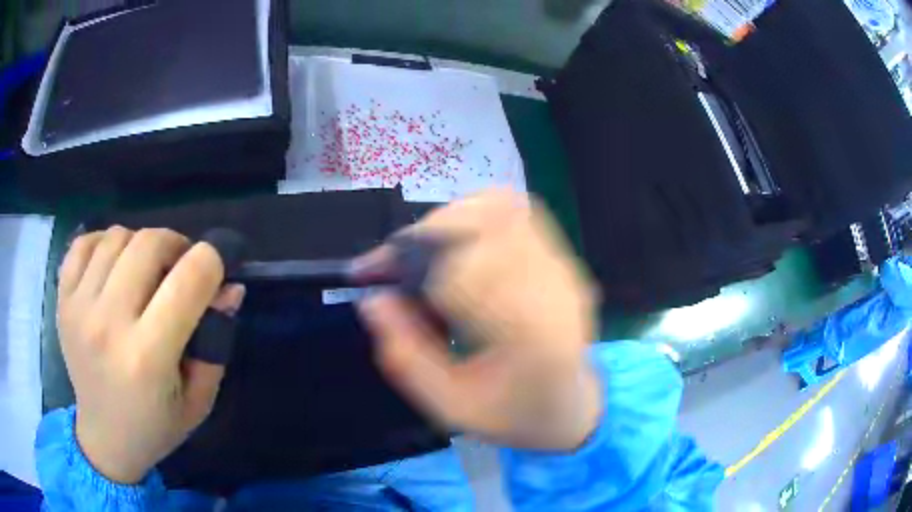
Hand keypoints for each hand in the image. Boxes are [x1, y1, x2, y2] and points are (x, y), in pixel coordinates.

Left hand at [57, 226, 244, 483]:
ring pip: (116, 237)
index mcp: (148, 357)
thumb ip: (215, 342)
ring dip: (139, 245)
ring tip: (143, 271)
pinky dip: (103, 243)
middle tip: (179, 267)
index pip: (189, 279)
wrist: (104, 439)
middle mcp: (108, 324)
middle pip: (148, 243)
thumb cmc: (156, 426)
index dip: (212, 262)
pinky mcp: (63, 299)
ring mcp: (79, 307)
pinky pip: (83, 243)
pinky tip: (112, 267)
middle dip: (176, 245)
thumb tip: (229, 288)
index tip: (215, 271)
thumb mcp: (199, 398)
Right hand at [357, 191, 601, 450]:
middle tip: (394, 264)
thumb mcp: (450, 406)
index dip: (410, 260)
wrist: (571, 406)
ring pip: (501, 208)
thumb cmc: (514, 415)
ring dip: (450, 220)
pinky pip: (517, 212)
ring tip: (424, 256)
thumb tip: (372, 300)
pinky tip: (458, 247)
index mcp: (529, 332)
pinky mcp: (562, 258)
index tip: (372, 274)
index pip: (465, 267)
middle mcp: (553, 287)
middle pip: (483, 224)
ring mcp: (563, 267)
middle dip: (425, 235)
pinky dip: (477, 214)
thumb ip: (407, 357)